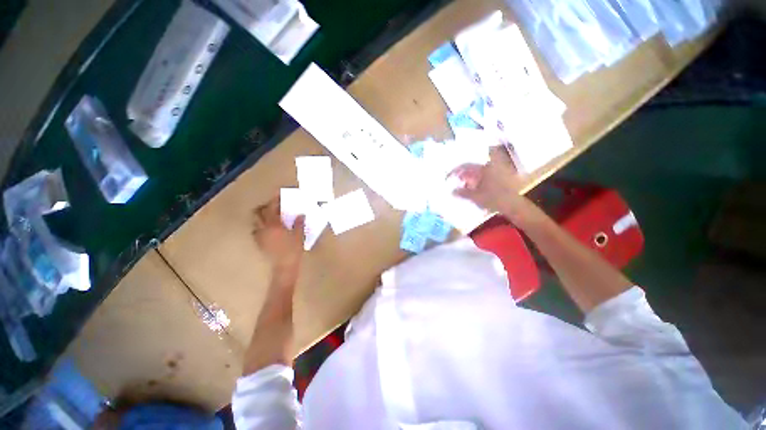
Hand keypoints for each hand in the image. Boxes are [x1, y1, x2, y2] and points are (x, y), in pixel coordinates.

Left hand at [252, 197, 304, 273]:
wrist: (284, 266)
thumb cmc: (293, 250)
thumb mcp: (299, 235)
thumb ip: (299, 223)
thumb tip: (300, 215)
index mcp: (274, 225)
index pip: (272, 207)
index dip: (275, 199)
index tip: (280, 194)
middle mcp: (263, 228)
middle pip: (258, 212)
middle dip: (264, 206)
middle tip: (273, 205)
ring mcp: (260, 236)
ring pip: (255, 221)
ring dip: (261, 215)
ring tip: (271, 215)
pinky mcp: (259, 243)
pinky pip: (256, 230)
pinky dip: (260, 225)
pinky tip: (268, 228)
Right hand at [451, 147, 525, 213]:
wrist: (514, 205)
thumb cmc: (494, 199)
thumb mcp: (475, 197)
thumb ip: (462, 193)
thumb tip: (452, 191)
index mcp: (484, 169)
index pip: (465, 166)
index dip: (455, 171)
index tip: (448, 178)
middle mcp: (490, 167)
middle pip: (472, 168)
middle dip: (462, 174)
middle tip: (455, 181)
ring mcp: (496, 172)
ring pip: (478, 172)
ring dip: (469, 178)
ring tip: (463, 186)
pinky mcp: (500, 178)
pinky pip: (485, 176)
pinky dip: (477, 180)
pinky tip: (474, 188)